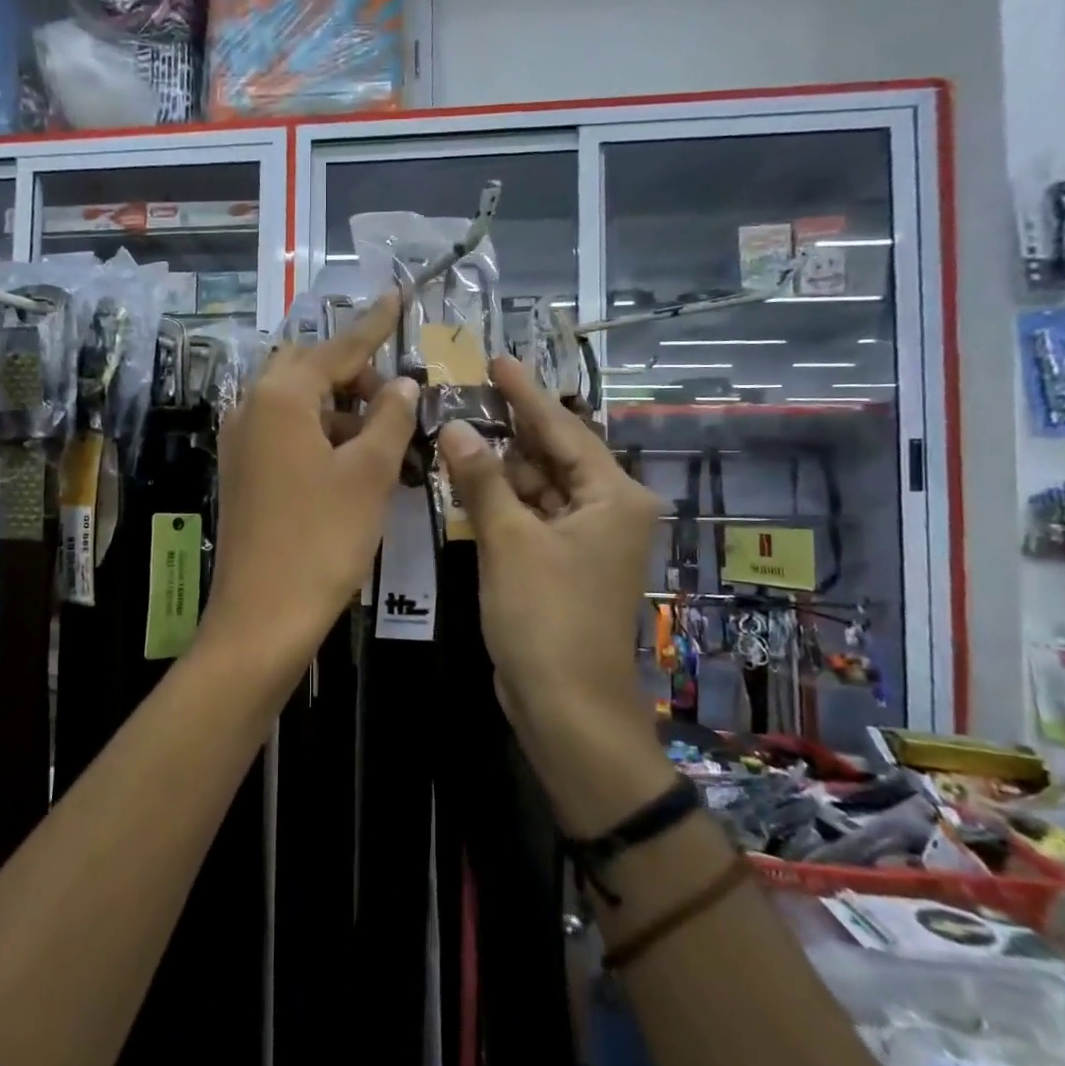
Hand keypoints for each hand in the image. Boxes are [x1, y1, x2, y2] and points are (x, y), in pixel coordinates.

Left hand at [198, 294, 417, 681]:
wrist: (262, 616)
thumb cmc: (322, 539)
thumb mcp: (368, 474)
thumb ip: (389, 419)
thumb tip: (404, 384)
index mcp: (281, 397)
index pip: (337, 348)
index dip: (372, 324)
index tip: (398, 294)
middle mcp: (251, 409)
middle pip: (309, 370)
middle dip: (354, 373)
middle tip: (396, 396)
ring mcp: (240, 443)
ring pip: (296, 404)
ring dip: (339, 409)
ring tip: (383, 436)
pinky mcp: (242, 473)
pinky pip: (284, 434)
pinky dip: (319, 435)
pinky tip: (351, 462)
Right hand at [438, 355, 671, 830]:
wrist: (565, 705)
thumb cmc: (545, 617)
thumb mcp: (509, 541)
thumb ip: (481, 479)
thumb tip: (452, 427)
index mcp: (612, 496)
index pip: (562, 429)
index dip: (525, 394)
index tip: (497, 360)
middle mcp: (607, 510)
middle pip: (552, 455)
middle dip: (509, 429)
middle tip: (465, 395)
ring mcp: (585, 540)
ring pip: (538, 487)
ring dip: (501, 467)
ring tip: (456, 431)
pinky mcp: (562, 564)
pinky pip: (531, 517)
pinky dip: (502, 501)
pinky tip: (469, 481)